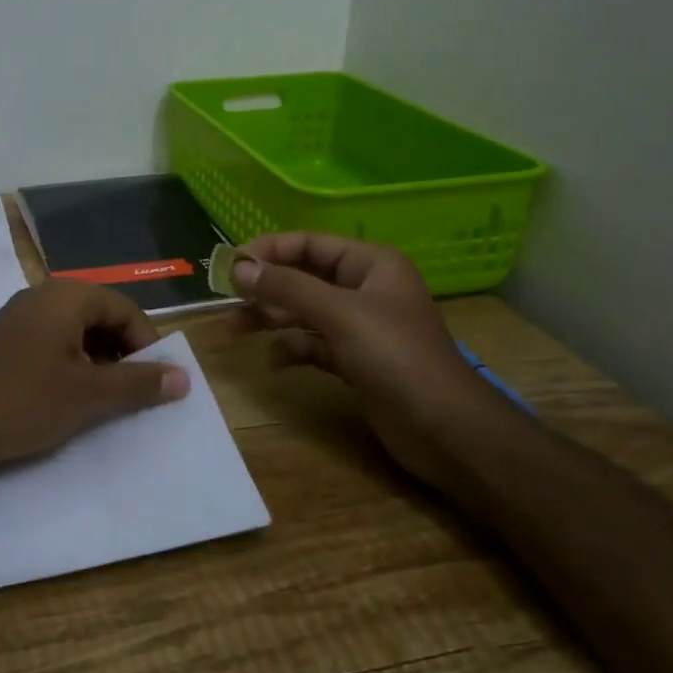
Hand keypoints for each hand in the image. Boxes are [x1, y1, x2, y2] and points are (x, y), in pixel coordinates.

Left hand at [0, 278, 190, 479]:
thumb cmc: (22, 401)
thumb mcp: (88, 395)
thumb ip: (137, 383)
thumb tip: (184, 376)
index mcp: (66, 297)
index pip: (125, 308)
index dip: (147, 343)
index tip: (155, 380)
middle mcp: (41, 297)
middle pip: (100, 316)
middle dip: (122, 352)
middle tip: (130, 391)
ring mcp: (17, 319)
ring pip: (74, 332)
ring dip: (96, 361)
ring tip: (100, 400)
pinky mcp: (1, 343)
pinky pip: (49, 344)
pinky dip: (68, 366)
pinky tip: (64, 399)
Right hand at [232, 232, 483, 473]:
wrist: (445, 429)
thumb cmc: (396, 357)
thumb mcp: (339, 314)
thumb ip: (287, 288)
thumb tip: (239, 268)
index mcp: (371, 264)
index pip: (310, 243)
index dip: (269, 251)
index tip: (231, 267)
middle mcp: (365, 289)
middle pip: (304, 277)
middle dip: (266, 287)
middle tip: (227, 301)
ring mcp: (361, 327)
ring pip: (305, 312)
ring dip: (272, 318)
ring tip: (236, 329)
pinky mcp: (356, 361)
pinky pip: (314, 344)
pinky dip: (293, 348)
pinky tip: (274, 361)